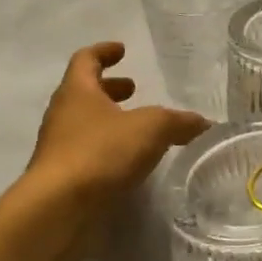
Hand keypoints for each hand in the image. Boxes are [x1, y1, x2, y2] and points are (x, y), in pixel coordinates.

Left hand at [20, 41, 208, 207]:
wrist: (57, 210)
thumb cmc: (101, 153)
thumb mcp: (152, 128)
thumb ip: (179, 122)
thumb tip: (204, 123)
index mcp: (77, 92)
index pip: (86, 60)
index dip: (104, 52)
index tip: (122, 50)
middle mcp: (63, 116)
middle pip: (84, 93)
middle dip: (110, 89)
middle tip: (133, 89)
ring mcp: (59, 149)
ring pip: (85, 125)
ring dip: (110, 121)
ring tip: (139, 129)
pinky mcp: (63, 179)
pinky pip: (88, 154)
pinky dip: (109, 151)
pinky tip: (131, 162)